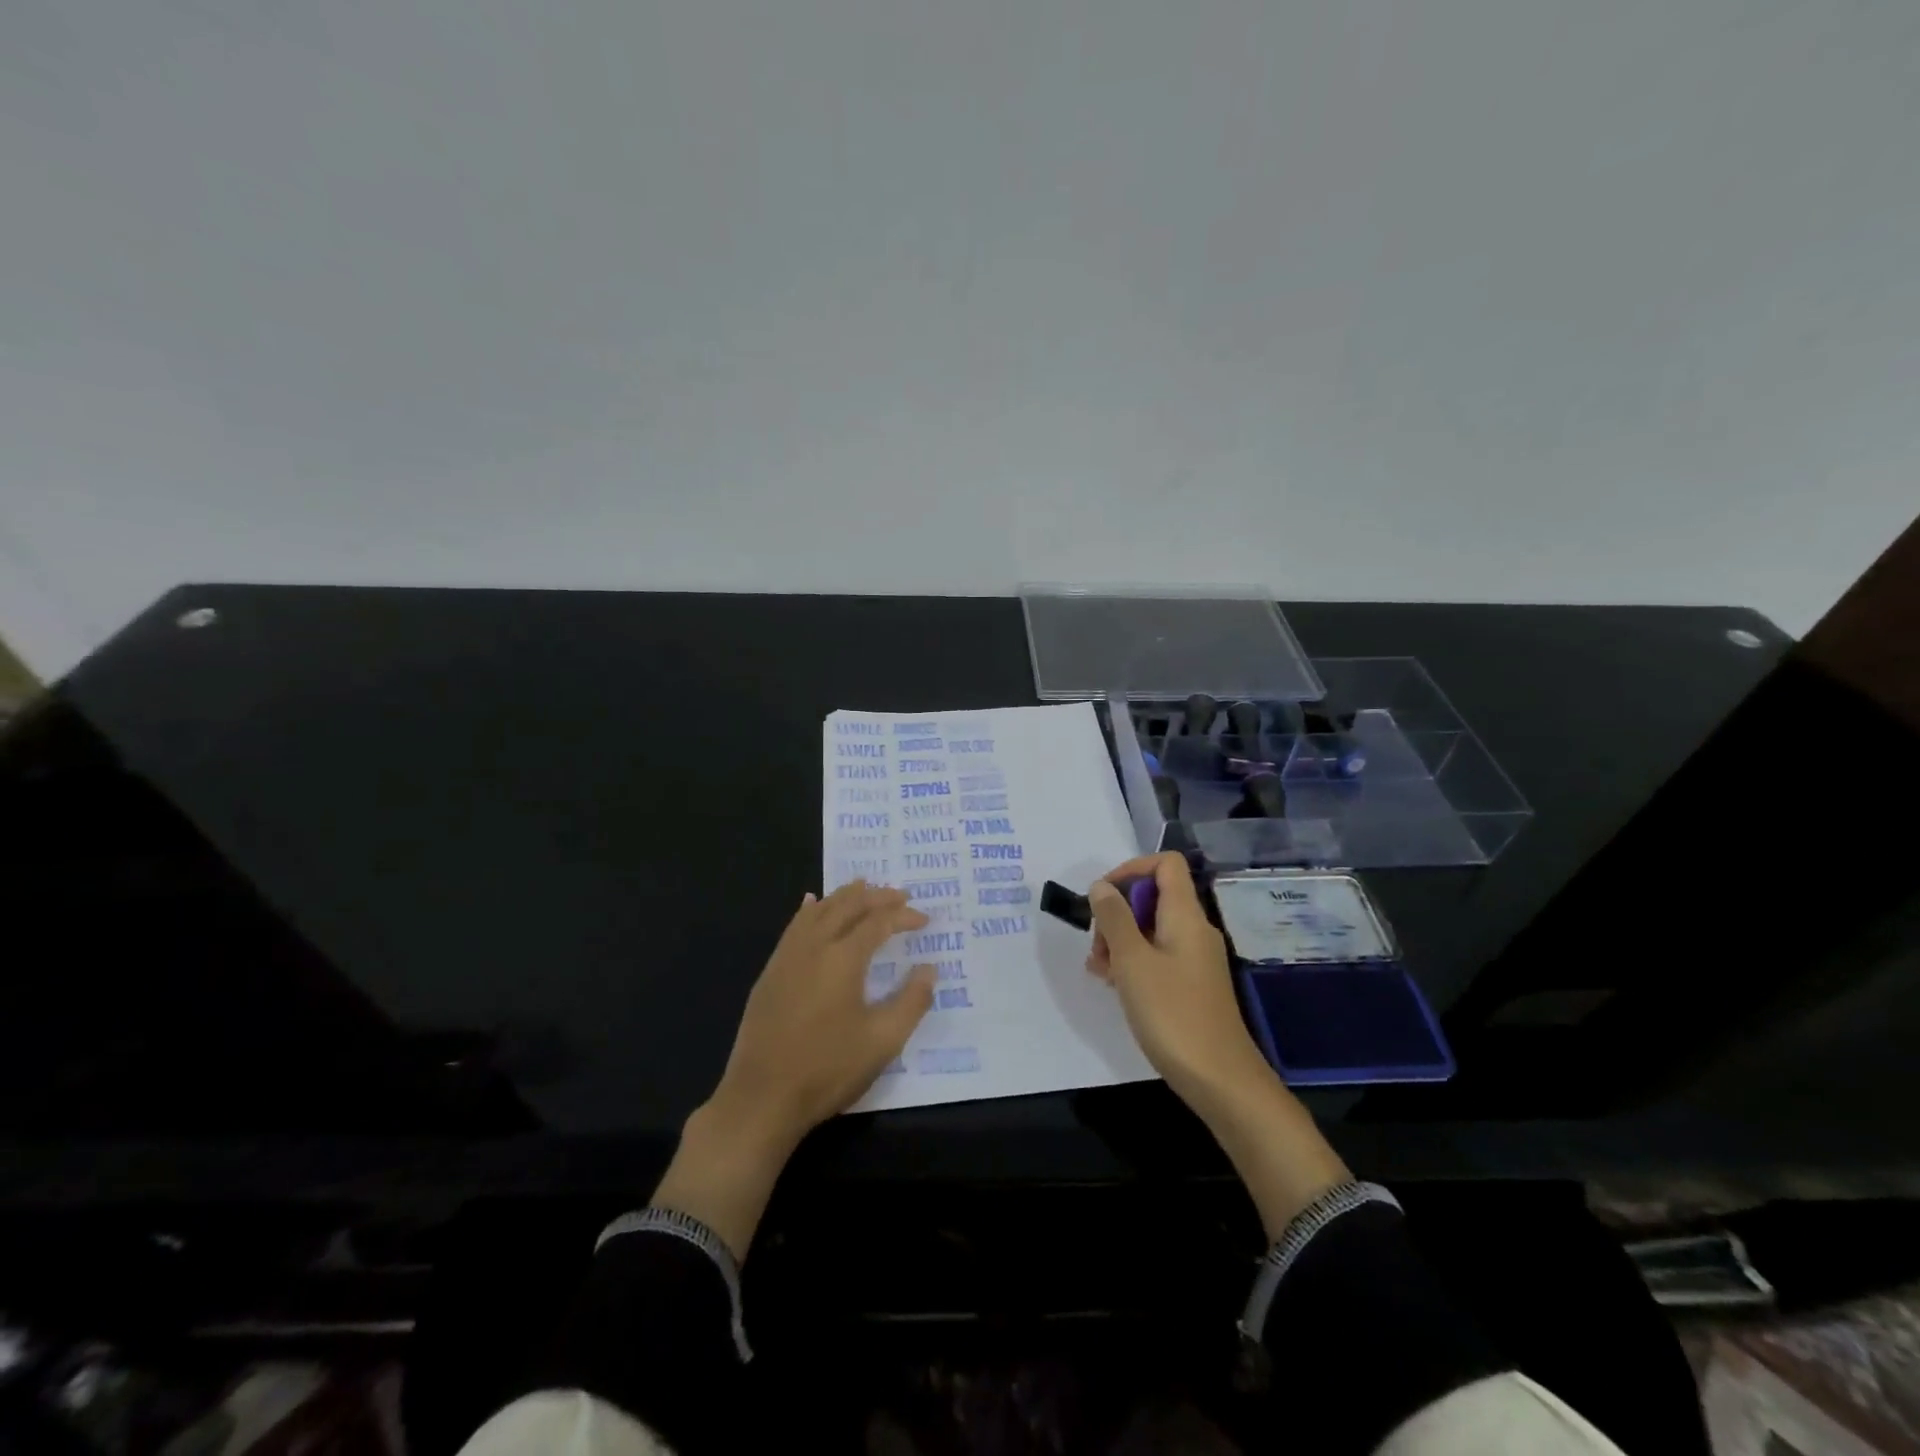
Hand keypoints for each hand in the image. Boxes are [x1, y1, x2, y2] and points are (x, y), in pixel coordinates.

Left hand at [711, 879, 935, 1150]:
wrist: (762, 1098)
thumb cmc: (827, 1069)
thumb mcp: (882, 1041)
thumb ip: (911, 1002)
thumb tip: (930, 969)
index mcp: (843, 958)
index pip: (879, 922)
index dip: (904, 916)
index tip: (925, 919)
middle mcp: (814, 946)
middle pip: (847, 905)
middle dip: (876, 895)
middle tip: (900, 894)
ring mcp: (787, 957)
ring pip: (818, 910)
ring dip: (844, 895)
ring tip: (863, 886)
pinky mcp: (770, 972)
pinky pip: (794, 926)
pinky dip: (810, 909)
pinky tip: (811, 904)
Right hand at [1085, 852, 1268, 1109]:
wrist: (1220, 1080)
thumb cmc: (1172, 1013)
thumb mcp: (1132, 961)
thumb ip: (1114, 918)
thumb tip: (1101, 886)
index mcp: (1185, 915)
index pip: (1165, 864)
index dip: (1131, 869)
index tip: (1103, 897)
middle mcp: (1194, 929)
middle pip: (1153, 896)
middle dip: (1117, 912)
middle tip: (1097, 945)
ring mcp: (1194, 958)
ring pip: (1151, 928)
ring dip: (1120, 939)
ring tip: (1099, 970)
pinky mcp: (1191, 984)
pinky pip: (1158, 955)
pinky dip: (1133, 960)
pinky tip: (1115, 985)